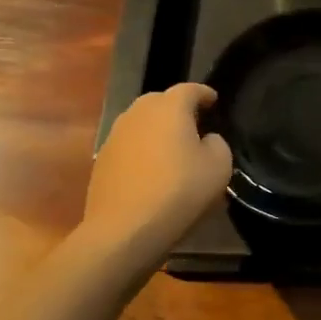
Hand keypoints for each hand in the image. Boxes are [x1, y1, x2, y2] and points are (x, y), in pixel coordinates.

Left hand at [80, 83, 232, 247]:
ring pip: (141, 123)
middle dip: (177, 108)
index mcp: (169, 108)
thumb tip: (205, 140)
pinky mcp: (102, 160)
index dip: (204, 94)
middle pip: (160, 101)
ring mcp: (115, 136)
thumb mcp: (219, 166)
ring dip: (157, 130)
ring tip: (172, 148)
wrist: (124, 230)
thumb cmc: (179, 191)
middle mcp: (138, 113)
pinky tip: (151, 170)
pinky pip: (128, 145)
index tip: (214, 101)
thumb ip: (217, 143)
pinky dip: (141, 150)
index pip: (190, 89)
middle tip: (194, 125)